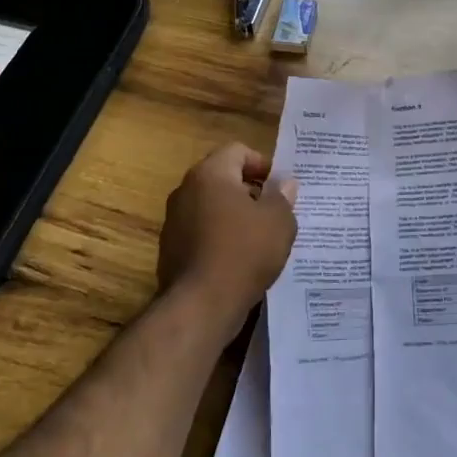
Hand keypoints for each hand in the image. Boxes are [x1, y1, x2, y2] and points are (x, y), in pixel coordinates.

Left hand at [157, 142, 297, 321]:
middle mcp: (185, 191)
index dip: (263, 164)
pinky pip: (202, 233)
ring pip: (211, 207)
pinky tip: (241, 260)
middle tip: (275, 211)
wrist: (201, 305)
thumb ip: (283, 197)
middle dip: (251, 191)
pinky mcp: (171, 250)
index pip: (237, 151)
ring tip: (261, 238)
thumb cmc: (244, 252)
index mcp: (210, 174)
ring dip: (235, 216)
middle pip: (223, 178)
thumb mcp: (279, 221)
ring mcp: (174, 221)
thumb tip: (284, 185)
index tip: (280, 187)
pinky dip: (221, 238)